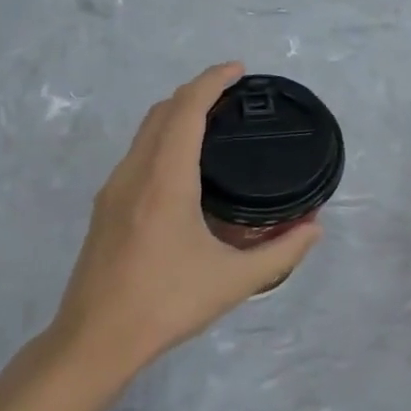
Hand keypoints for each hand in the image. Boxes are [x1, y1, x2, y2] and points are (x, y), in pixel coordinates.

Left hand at [47, 63, 322, 380]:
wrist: (94, 340)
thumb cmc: (166, 304)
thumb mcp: (234, 281)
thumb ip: (281, 251)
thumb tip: (316, 228)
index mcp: (165, 180)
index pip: (187, 109)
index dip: (212, 81)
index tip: (239, 70)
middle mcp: (135, 173)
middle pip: (163, 111)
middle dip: (197, 91)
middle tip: (234, 96)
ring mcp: (113, 188)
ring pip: (145, 130)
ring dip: (177, 113)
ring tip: (212, 123)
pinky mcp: (105, 207)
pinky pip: (137, 152)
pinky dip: (163, 137)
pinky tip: (184, 165)